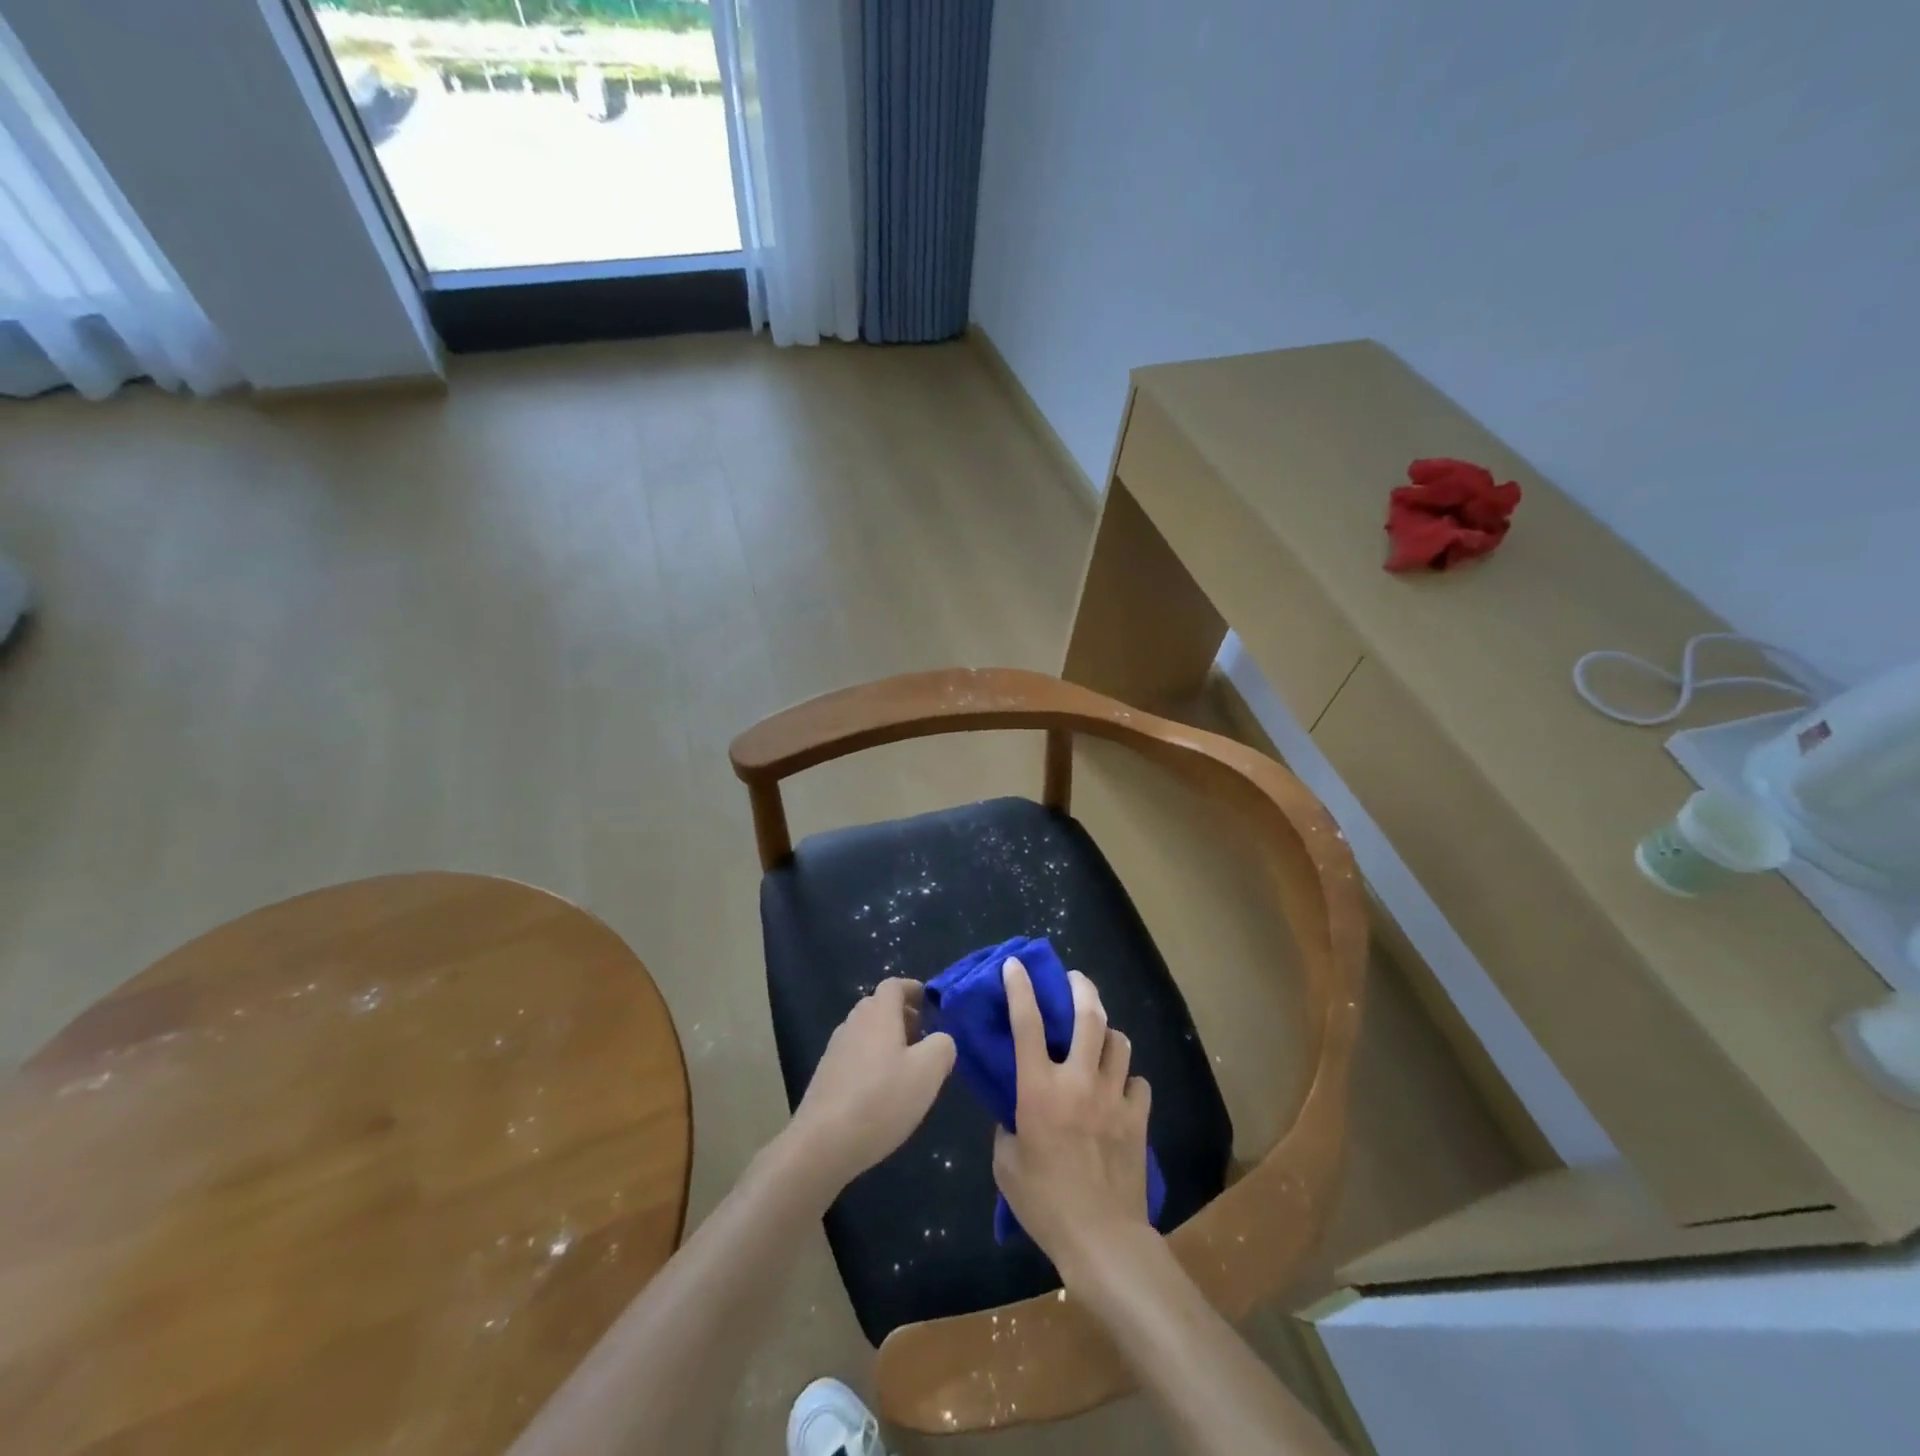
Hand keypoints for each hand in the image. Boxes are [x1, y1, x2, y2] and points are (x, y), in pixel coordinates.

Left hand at [786, 978, 955, 1196]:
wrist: (823, 1143)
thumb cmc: (881, 1100)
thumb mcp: (928, 1072)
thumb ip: (942, 1046)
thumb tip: (940, 1040)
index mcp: (878, 1014)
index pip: (894, 985)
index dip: (914, 989)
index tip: (931, 1004)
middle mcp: (853, 1023)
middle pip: (879, 1006)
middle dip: (903, 1015)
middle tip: (924, 1038)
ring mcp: (835, 1049)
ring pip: (866, 1032)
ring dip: (887, 1040)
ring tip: (907, 1067)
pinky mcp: (826, 1075)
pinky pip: (855, 1055)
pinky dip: (872, 1060)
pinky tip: (882, 1091)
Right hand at [991, 956, 1153, 1283]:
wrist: (1102, 1239)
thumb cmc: (1045, 1204)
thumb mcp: (1006, 1164)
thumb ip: (1008, 1127)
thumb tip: (1015, 1114)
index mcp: (1039, 1089)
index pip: (1027, 1023)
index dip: (1020, 988)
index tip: (1016, 964)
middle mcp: (1078, 1080)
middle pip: (1088, 1015)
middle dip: (1081, 988)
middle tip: (1074, 979)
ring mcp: (1113, 1096)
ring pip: (1119, 1041)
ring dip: (1107, 1033)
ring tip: (1099, 1039)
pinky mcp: (1138, 1116)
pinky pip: (1138, 1082)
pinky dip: (1128, 1080)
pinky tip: (1120, 1090)